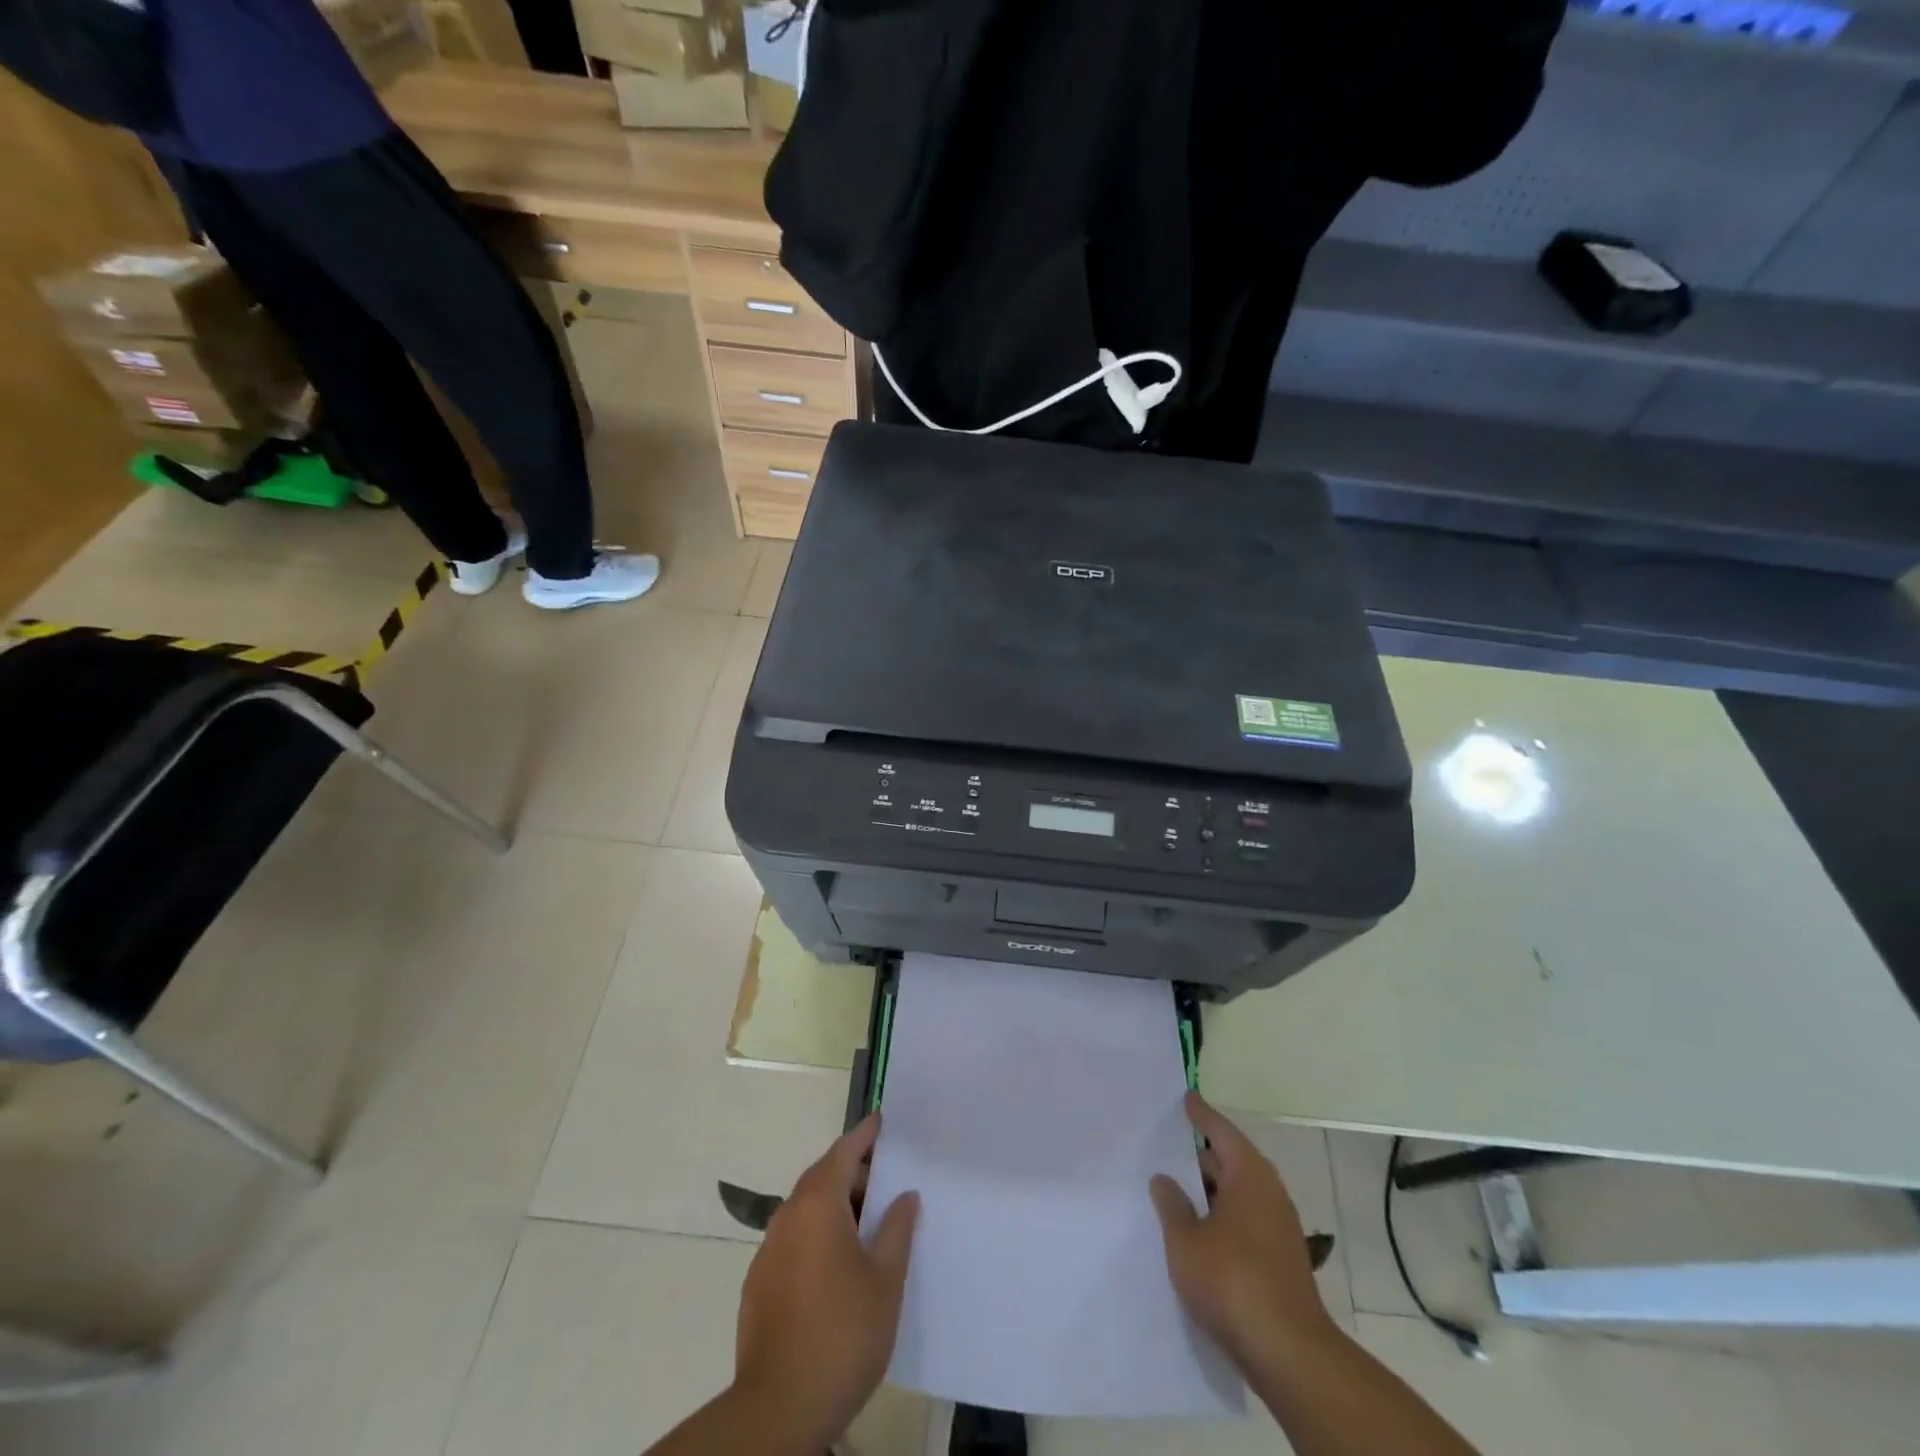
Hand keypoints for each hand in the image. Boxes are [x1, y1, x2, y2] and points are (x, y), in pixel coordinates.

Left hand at [735, 1114, 920, 1449]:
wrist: (778, 1409)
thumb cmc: (843, 1334)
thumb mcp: (886, 1280)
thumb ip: (896, 1229)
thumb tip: (904, 1194)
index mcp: (818, 1205)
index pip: (843, 1151)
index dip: (865, 1135)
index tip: (882, 1121)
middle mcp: (787, 1216)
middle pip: (822, 1176)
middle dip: (853, 1172)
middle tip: (886, 1180)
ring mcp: (768, 1251)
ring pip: (806, 1209)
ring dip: (835, 1205)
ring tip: (867, 1223)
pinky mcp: (759, 1283)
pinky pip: (793, 1239)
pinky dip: (817, 1234)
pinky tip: (837, 1264)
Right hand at [1149, 1092, 1338, 1371]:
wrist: (1288, 1354)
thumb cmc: (1232, 1281)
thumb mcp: (1185, 1241)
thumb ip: (1172, 1205)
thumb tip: (1164, 1179)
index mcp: (1249, 1175)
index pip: (1220, 1131)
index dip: (1200, 1115)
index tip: (1185, 1098)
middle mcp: (1269, 1193)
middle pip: (1230, 1161)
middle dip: (1199, 1156)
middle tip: (1164, 1146)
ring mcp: (1278, 1229)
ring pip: (1236, 1195)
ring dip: (1208, 1192)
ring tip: (1173, 1189)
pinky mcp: (1280, 1261)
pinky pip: (1243, 1222)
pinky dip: (1220, 1218)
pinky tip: (1196, 1232)